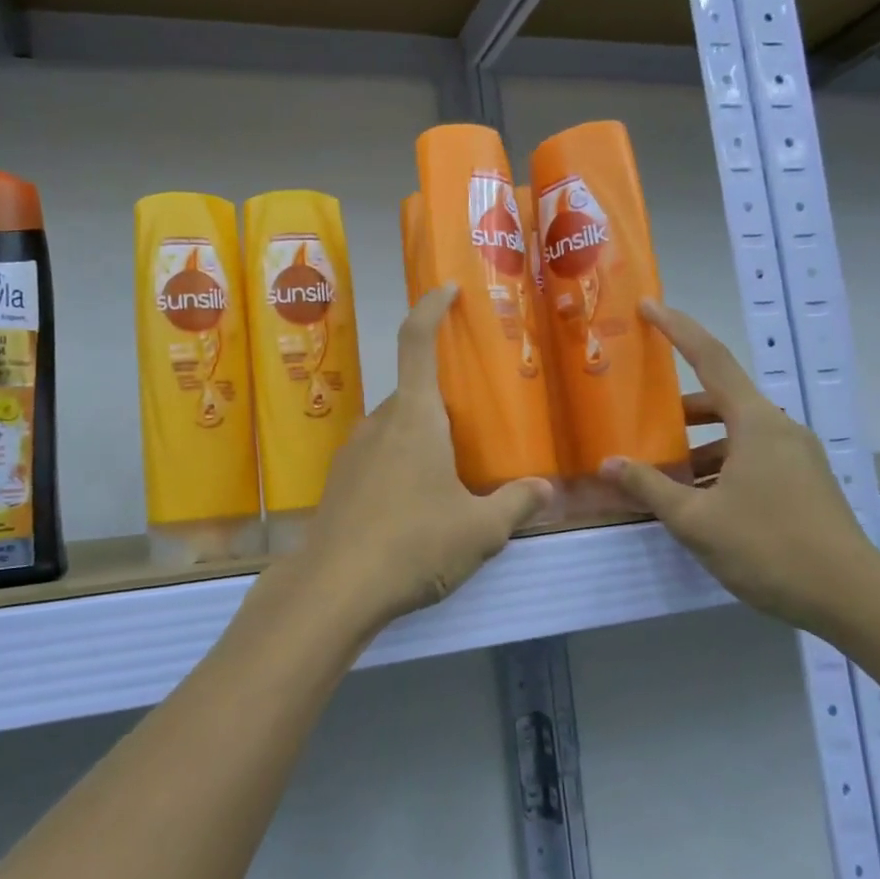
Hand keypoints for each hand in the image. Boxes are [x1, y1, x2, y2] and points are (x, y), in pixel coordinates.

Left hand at [280, 285, 551, 638]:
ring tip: (450, 476)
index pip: (417, 341)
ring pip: (395, 428)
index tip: (447, 290)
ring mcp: (352, 451)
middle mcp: (379, 423)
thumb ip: (516, 504)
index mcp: (415, 417)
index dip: (431, 308)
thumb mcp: (480, 530)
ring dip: (421, 438)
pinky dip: (399, 465)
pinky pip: (377, 457)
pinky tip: (414, 508)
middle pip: (413, 393)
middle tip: (474, 428)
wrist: (334, 588)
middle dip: (443, 402)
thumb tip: (545, 490)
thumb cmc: (414, 545)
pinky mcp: (338, 482)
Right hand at [601, 300, 879, 641]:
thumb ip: (649, 487)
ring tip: (662, 471)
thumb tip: (608, 463)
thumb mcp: (696, 520)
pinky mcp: (803, 482)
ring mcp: (796, 456)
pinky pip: (751, 456)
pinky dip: (719, 464)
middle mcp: (779, 429)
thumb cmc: (770, 548)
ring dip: (697, 444)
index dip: (677, 329)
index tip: (648, 306)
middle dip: (678, 408)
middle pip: (721, 398)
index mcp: (756, 423)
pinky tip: (697, 498)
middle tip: (641, 417)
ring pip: (735, 433)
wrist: (854, 600)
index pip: (711, 359)